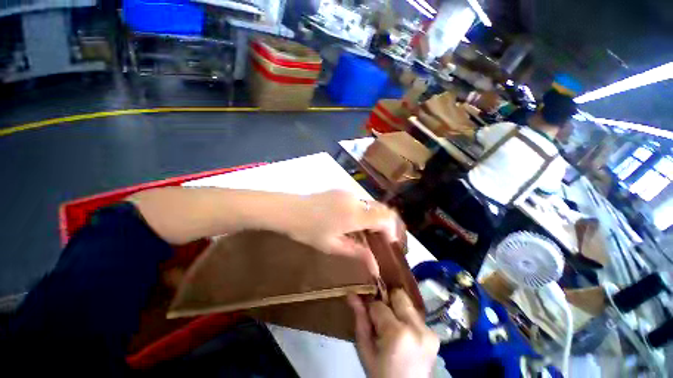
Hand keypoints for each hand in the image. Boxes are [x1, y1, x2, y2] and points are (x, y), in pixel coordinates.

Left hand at [285, 190, 400, 274]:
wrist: (289, 209)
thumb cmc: (308, 230)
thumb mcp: (332, 246)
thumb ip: (357, 253)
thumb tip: (376, 267)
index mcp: (354, 215)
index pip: (385, 218)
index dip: (391, 231)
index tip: (388, 244)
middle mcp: (355, 200)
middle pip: (381, 209)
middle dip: (385, 225)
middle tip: (377, 240)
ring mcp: (348, 193)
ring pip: (371, 205)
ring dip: (373, 219)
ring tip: (364, 233)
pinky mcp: (341, 191)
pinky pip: (360, 202)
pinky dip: (363, 213)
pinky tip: (352, 222)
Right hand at [348, 290, 438, 377]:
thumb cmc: (382, 376)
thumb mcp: (366, 351)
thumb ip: (360, 320)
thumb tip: (352, 295)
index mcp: (398, 333)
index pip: (379, 305)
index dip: (370, 308)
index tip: (367, 315)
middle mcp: (417, 327)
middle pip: (398, 295)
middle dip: (387, 301)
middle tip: (379, 316)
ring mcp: (429, 330)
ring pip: (408, 303)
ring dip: (397, 310)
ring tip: (390, 327)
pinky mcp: (435, 335)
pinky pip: (415, 316)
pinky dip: (405, 319)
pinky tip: (402, 334)